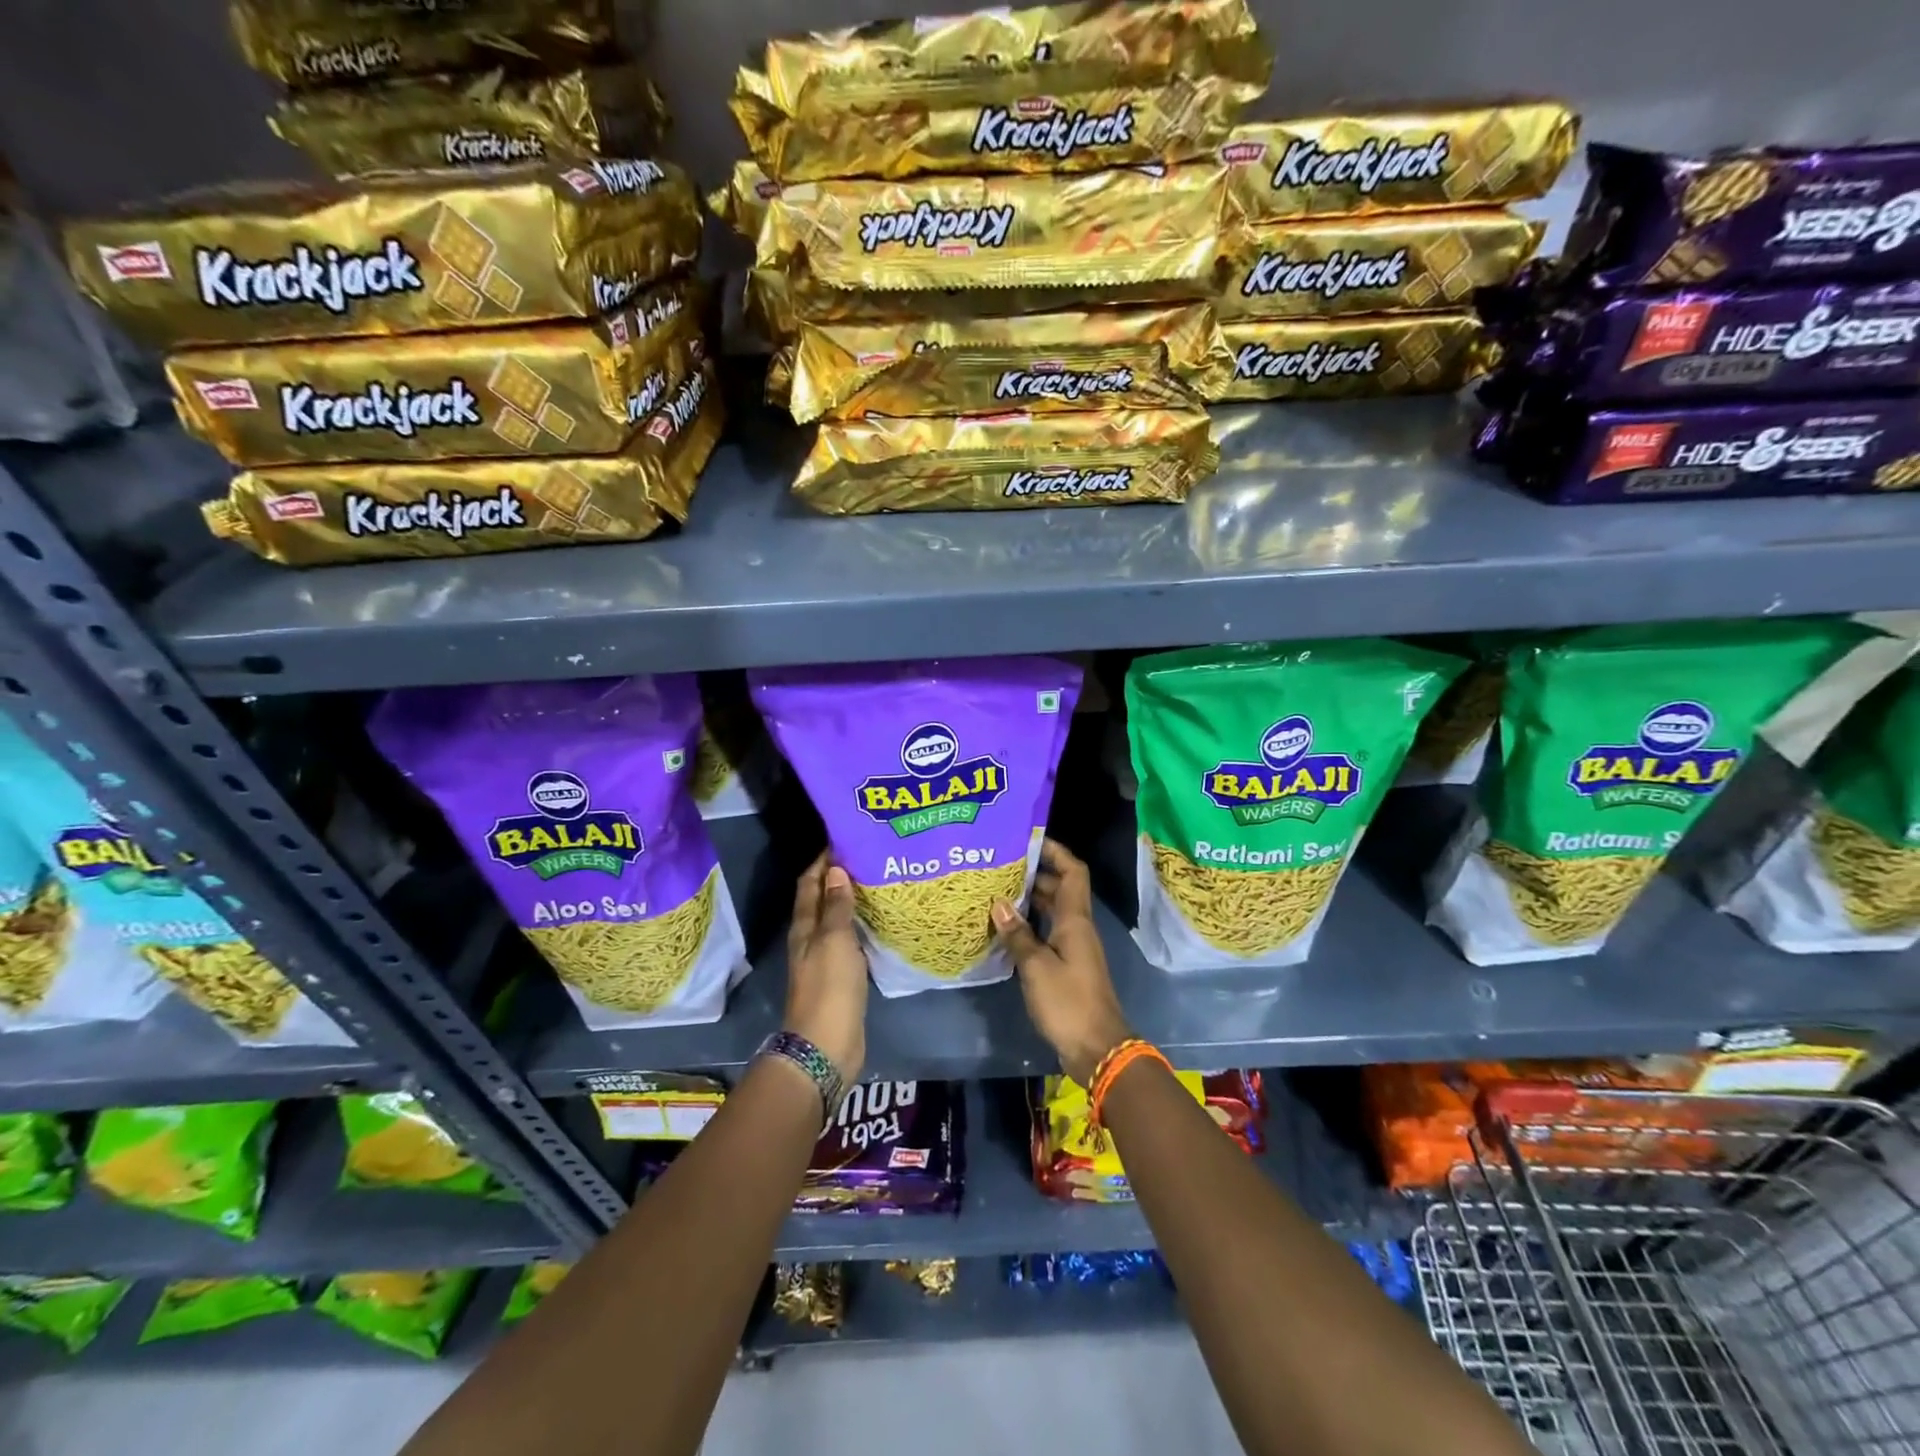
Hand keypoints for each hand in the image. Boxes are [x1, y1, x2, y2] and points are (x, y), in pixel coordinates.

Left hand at [785, 852, 867, 1085]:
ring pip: (836, 920)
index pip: (809, 883)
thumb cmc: (830, 988)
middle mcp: (811, 939)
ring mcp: (825, 959)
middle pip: (821, 899)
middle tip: (868, 856)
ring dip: (850, 901)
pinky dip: (860, 925)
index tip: (845, 839)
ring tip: (877, 882)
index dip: (823, 861)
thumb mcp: (835, 941)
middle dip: (839, 877)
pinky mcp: (841, 977)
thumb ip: (837, 906)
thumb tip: (836, 869)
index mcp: (804, 927)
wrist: (827, 1045)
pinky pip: (850, 941)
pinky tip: (879, 921)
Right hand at [992, 839, 1131, 1086]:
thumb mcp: (1037, 967)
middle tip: (999, 865)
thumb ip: (1018, 934)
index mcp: (1075, 919)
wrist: (1097, 1048)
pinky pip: (1047, 933)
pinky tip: (1004, 929)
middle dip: (1033, 873)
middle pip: (1059, 888)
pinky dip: (1029, 926)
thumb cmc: (1068, 1002)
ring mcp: (1072, 948)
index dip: (1055, 851)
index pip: (1072, 871)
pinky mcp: (1066, 967)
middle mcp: (1077, 927)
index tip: (1028, 839)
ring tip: (995, 891)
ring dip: (1028, 900)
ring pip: (1051, 911)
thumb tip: (998, 903)